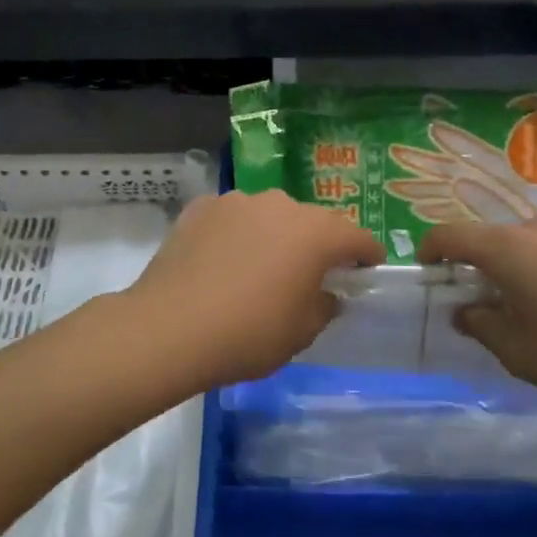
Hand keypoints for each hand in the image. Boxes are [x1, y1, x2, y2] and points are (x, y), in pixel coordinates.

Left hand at [126, 190, 383, 392]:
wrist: (170, 328)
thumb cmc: (248, 334)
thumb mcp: (300, 333)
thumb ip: (324, 307)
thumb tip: (326, 294)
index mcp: (315, 233)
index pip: (356, 237)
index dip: (366, 254)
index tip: (366, 270)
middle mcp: (280, 205)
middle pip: (311, 222)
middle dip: (317, 244)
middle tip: (309, 274)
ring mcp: (237, 201)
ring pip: (269, 216)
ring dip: (274, 235)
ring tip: (259, 267)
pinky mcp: (201, 208)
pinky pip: (232, 218)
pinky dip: (236, 234)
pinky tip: (222, 261)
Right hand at [420, 212, 536, 418]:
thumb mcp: (521, 356)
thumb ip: (482, 326)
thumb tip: (466, 310)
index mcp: (510, 250)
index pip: (453, 234)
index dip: (433, 248)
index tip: (430, 268)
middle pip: (501, 236)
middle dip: (492, 264)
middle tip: (501, 300)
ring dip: (534, 260)